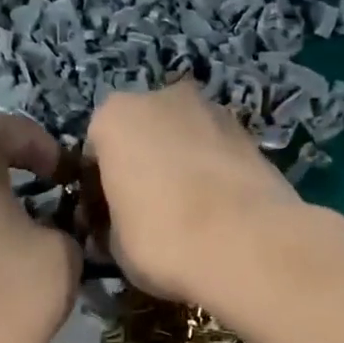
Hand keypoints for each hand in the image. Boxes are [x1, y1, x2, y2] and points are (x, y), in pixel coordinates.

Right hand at [85, 81, 305, 306]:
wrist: (248, 245)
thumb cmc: (161, 239)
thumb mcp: (113, 244)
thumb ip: (108, 224)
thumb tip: (113, 229)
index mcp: (114, 117)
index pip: (93, 153)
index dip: (96, 191)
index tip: (104, 222)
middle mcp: (161, 98)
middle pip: (140, 135)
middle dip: (139, 168)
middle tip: (143, 215)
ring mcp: (212, 109)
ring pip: (180, 140)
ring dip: (176, 167)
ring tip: (184, 215)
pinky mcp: (250, 133)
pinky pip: (214, 153)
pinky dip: (209, 174)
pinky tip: (215, 213)